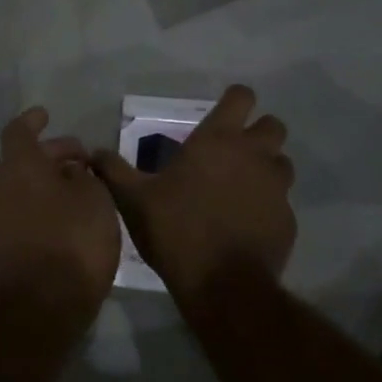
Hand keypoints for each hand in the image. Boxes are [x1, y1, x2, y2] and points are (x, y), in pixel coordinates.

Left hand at [0, 108, 121, 316]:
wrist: (39, 309)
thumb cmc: (71, 241)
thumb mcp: (94, 199)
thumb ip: (85, 177)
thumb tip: (72, 171)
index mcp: (20, 168)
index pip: (19, 132)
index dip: (32, 121)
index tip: (46, 114)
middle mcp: (3, 190)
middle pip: (25, 161)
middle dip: (54, 155)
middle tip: (84, 159)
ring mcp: (0, 223)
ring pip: (27, 191)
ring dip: (53, 185)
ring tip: (86, 192)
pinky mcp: (6, 252)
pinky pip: (28, 217)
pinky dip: (48, 210)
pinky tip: (74, 222)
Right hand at [93, 85, 295, 304]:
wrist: (222, 285)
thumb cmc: (175, 230)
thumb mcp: (134, 199)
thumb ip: (114, 171)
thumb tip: (93, 152)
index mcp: (218, 140)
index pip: (242, 97)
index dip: (234, 100)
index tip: (221, 113)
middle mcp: (254, 154)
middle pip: (273, 124)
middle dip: (257, 132)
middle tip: (232, 152)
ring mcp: (276, 187)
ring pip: (282, 162)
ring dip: (267, 168)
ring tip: (241, 188)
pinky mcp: (288, 218)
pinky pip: (282, 201)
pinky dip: (268, 206)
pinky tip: (246, 224)